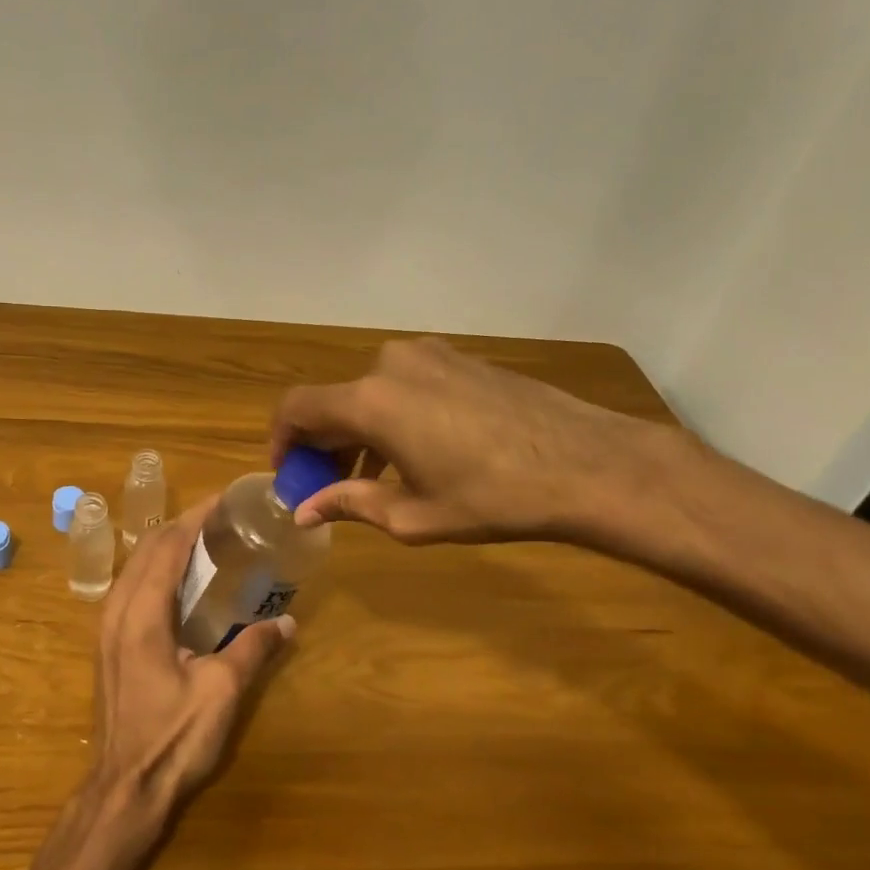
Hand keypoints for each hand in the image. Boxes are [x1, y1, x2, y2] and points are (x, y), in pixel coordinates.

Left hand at [89, 497, 293, 809]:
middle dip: (182, 526)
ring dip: (166, 547)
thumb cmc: (173, 738)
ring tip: (204, 541)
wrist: (125, 787)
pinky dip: (156, 570)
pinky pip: (130, 587)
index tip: (223, 500)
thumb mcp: (222, 691)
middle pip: (147, 550)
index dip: (195, 518)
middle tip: (221, 518)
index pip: (167, 547)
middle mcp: (117, 610)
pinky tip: (180, 582)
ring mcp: (107, 628)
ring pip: (134, 567)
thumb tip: (287, 623)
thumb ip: (254, 649)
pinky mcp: (108, 645)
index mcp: (142, 613)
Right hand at [270, 336, 665, 544]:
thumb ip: (349, 504)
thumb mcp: (413, 514)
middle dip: (323, 441)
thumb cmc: (493, 498)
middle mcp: (390, 365)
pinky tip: (415, 451)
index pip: (298, 408)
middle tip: (328, 483)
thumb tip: (304, 511)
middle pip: (335, 400)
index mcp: (370, 401)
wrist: (587, 463)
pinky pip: (405, 384)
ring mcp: (430, 355)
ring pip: (371, 392)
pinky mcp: (460, 358)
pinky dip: (392, 414)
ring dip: (359, 430)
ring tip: (373, 474)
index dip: (282, 440)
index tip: (288, 472)